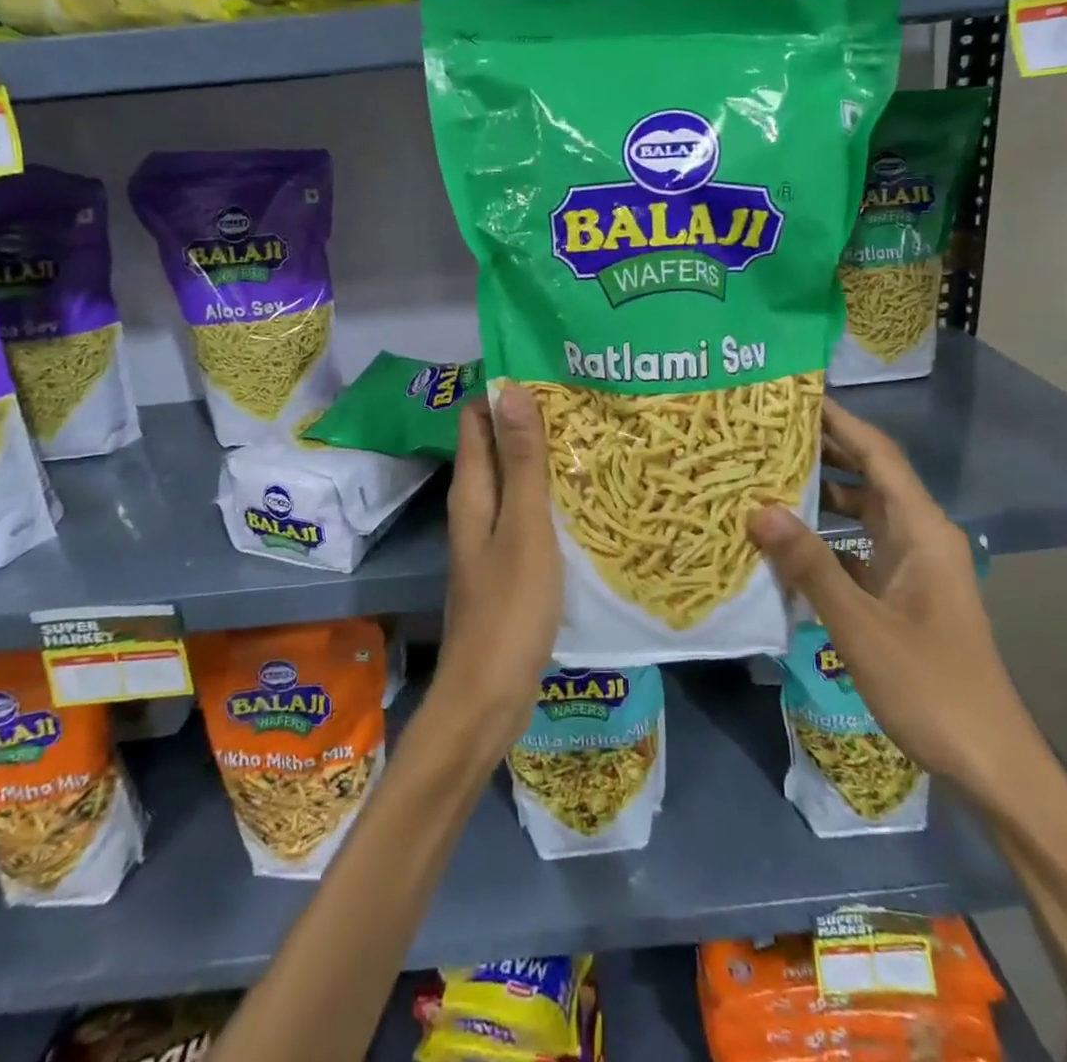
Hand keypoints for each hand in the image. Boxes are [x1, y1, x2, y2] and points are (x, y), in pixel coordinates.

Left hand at [435, 385, 561, 759]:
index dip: (505, 392)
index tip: (550, 373)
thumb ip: (522, 462)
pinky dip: (550, 497)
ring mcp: (491, 538)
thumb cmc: (510, 606)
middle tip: (585, 402)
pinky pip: (527, 515)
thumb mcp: (525, 527)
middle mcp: (475, 507)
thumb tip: (511, 388)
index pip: (477, 419)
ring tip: (594, 439)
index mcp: (472, 491)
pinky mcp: (508, 565)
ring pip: (515, 482)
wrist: (490, 693)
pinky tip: (586, 499)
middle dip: (532, 422)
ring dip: (544, 459)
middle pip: (497, 447)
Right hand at [747, 399, 1041, 811]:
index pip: (878, 455)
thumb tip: (758, 509)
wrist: (990, 762)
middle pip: (868, 477)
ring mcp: (910, 567)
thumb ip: (811, 566)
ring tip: (763, 477)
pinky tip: (783, 544)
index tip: (794, 396)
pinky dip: (823, 539)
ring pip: (860, 514)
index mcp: (923, 530)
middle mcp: (919, 537)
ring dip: (819, 495)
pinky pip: (856, 549)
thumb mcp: (862, 626)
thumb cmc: (932, 688)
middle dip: (821, 451)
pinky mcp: (899, 594)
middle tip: (763, 433)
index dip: (840, 421)